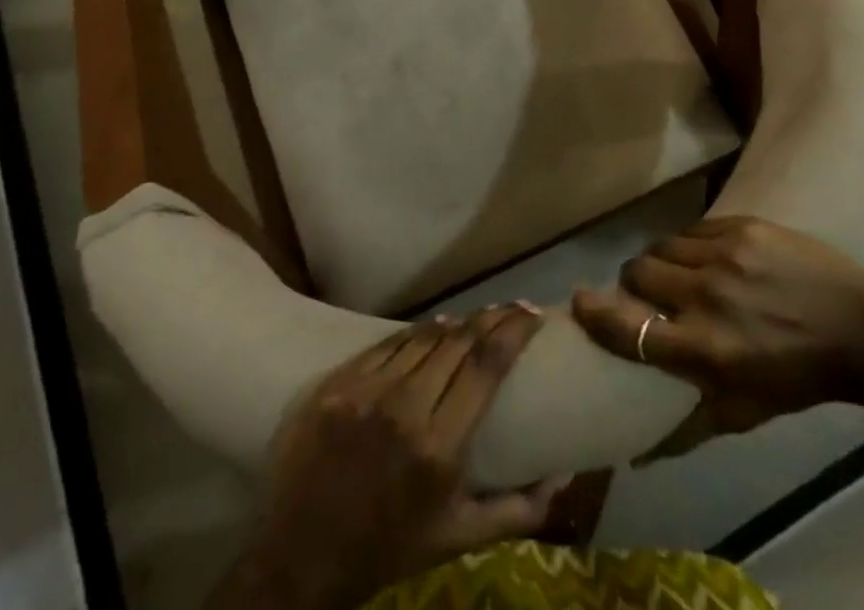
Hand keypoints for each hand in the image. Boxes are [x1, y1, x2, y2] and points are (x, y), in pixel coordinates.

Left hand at [212, 305, 566, 609]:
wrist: (300, 556)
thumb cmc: (387, 547)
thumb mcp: (457, 539)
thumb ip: (517, 512)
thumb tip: (563, 477)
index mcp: (439, 449)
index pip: (486, 366)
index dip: (514, 330)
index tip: (533, 314)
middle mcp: (404, 409)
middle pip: (459, 341)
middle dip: (492, 318)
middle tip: (512, 309)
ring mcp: (366, 391)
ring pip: (424, 336)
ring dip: (456, 323)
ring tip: (477, 318)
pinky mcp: (337, 382)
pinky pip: (387, 343)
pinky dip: (416, 333)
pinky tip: (431, 329)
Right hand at [572, 218, 863, 459]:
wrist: (860, 329)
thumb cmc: (798, 378)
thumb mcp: (743, 413)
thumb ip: (687, 427)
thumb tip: (636, 451)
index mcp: (706, 349)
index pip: (630, 330)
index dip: (596, 314)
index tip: (578, 302)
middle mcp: (707, 297)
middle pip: (638, 273)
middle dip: (634, 283)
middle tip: (648, 293)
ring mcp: (725, 255)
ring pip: (662, 246)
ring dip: (661, 261)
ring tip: (678, 273)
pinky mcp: (741, 225)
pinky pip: (692, 229)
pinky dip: (689, 244)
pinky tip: (706, 256)